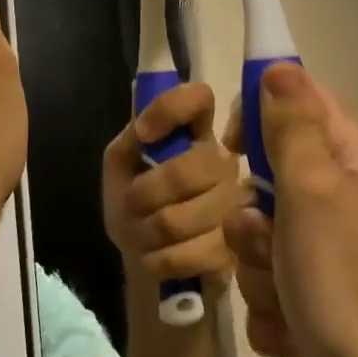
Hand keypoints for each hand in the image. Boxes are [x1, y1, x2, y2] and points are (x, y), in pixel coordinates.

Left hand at [102, 82, 246, 291]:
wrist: (144, 255)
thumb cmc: (133, 199)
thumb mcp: (121, 162)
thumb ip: (132, 138)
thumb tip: (145, 130)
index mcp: (196, 132)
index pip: (198, 98)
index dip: (170, 109)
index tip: (143, 133)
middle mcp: (224, 162)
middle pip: (192, 168)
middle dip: (146, 193)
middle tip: (131, 204)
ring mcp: (236, 206)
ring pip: (183, 218)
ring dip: (147, 231)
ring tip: (141, 232)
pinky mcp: (235, 250)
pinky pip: (190, 254)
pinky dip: (160, 258)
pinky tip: (156, 255)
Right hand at [223, 63, 357, 356]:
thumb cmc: (348, 283)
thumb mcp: (312, 192)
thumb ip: (291, 126)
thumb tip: (279, 65)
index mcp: (352, 148)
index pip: (292, 96)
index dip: (254, 117)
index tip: (234, 152)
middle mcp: (345, 184)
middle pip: (267, 169)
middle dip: (252, 214)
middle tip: (267, 241)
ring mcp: (334, 237)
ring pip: (261, 228)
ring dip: (257, 264)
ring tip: (286, 295)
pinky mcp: (323, 282)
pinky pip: (271, 272)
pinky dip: (273, 300)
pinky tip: (294, 324)